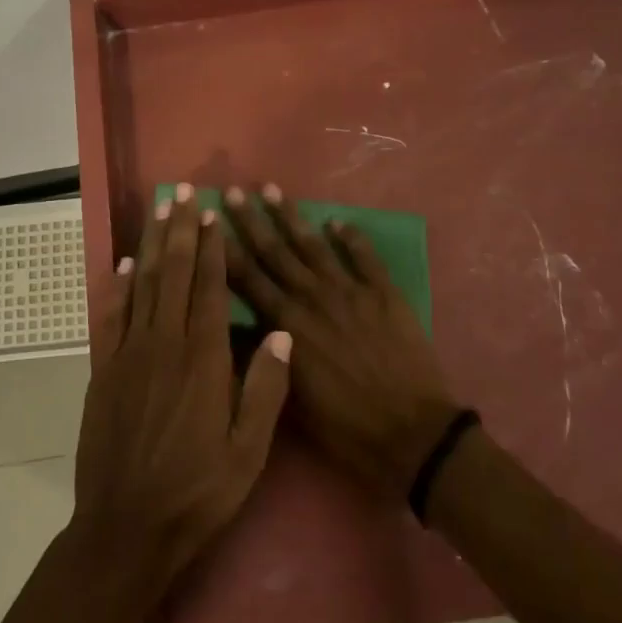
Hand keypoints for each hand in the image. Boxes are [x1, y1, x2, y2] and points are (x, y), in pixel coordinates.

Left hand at [71, 186, 291, 602]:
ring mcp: (130, 354)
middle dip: (180, 230)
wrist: (126, 528)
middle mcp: (164, 344)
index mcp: (204, 360)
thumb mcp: (248, 452)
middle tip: (183, 192)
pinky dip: (118, 286)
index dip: (212, 248)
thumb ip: (266, 389)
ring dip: (151, 244)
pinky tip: (123, 264)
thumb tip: (282, 332)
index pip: (210, 289)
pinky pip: (112, 316)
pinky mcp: (105, 370)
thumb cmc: (197, 492)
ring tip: (157, 210)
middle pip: (174, 274)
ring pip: (142, 285)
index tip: (212, 214)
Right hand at [224, 185, 460, 501]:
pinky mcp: (384, 293)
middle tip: (233, 191)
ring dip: (291, 216)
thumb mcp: (292, 402)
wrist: (412, 433)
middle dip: (251, 221)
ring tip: (272, 189)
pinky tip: (336, 221)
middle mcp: (313, 298)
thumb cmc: (346, 428)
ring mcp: (351, 291)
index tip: (208, 223)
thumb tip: (233, 330)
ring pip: (314, 245)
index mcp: (288, 326)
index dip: (225, 250)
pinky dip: (351, 236)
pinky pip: (364, 256)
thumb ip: (265, 359)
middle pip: (275, 252)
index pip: (247, 279)